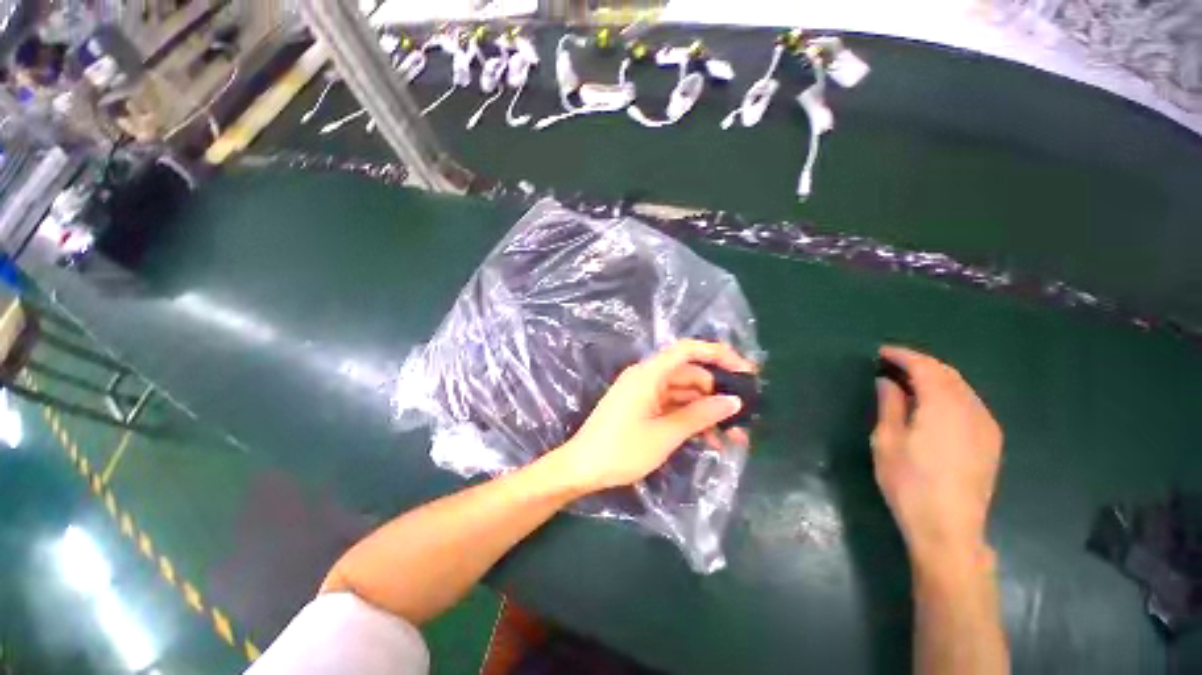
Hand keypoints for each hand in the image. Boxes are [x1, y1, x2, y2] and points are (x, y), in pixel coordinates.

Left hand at [555, 339, 755, 492]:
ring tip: (733, 436)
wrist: (581, 468)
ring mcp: (644, 392)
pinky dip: (690, 417)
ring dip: (706, 410)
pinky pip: (672, 405)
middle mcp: (647, 377)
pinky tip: (709, 438)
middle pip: (689, 374)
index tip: (745, 371)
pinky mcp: (642, 407)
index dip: (718, 354)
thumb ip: (700, 415)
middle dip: (717, 393)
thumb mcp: (665, 434)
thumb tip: (733, 402)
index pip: (688, 350)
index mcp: (649, 374)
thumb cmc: (621, 450)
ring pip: (683, 393)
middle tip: (744, 416)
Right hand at [872, 346, 1002, 570]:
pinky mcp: (991, 441)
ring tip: (910, 381)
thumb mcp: (887, 441)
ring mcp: (986, 426)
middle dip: (920, 364)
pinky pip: (971, 403)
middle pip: (947, 374)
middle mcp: (971, 410)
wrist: (949, 528)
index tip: (881, 352)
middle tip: (892, 364)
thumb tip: (887, 381)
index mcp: (943, 407)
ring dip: (936, 378)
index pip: (926, 368)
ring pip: (962, 387)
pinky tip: (935, 404)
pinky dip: (950, 393)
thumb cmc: (909, 483)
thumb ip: (890, 406)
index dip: (903, 355)